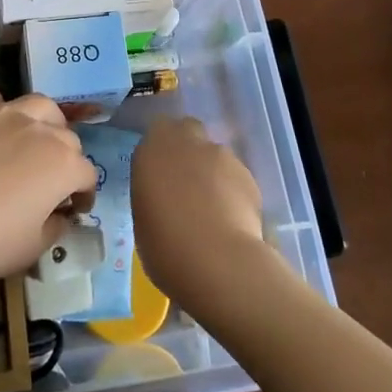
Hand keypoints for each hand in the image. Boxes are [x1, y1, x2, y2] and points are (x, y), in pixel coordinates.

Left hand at [0, 89, 96, 282]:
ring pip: (38, 105)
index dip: (83, 193)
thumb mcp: (28, 251)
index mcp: (62, 165)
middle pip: (67, 136)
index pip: (87, 174)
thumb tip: (61, 215)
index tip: (73, 208)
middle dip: (66, 157)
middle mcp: (40, 129)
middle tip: (50, 178)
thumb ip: (54, 229)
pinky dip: (0, 112)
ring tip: (30, 139)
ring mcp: (4, 111)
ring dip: (43, 122)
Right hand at [134, 117, 267, 310]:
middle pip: (188, 129)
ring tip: (213, 210)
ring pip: (214, 154)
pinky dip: (233, 191)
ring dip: (212, 172)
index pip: (157, 131)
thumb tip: (165, 200)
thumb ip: (153, 198)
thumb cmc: (166, 248)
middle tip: (186, 182)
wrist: (218, 262)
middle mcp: (186, 143)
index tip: (160, 172)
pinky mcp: (248, 175)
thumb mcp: (143, 222)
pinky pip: (235, 176)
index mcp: (152, 151)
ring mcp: (220, 155)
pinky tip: (232, 220)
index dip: (161, 148)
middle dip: (188, 148)